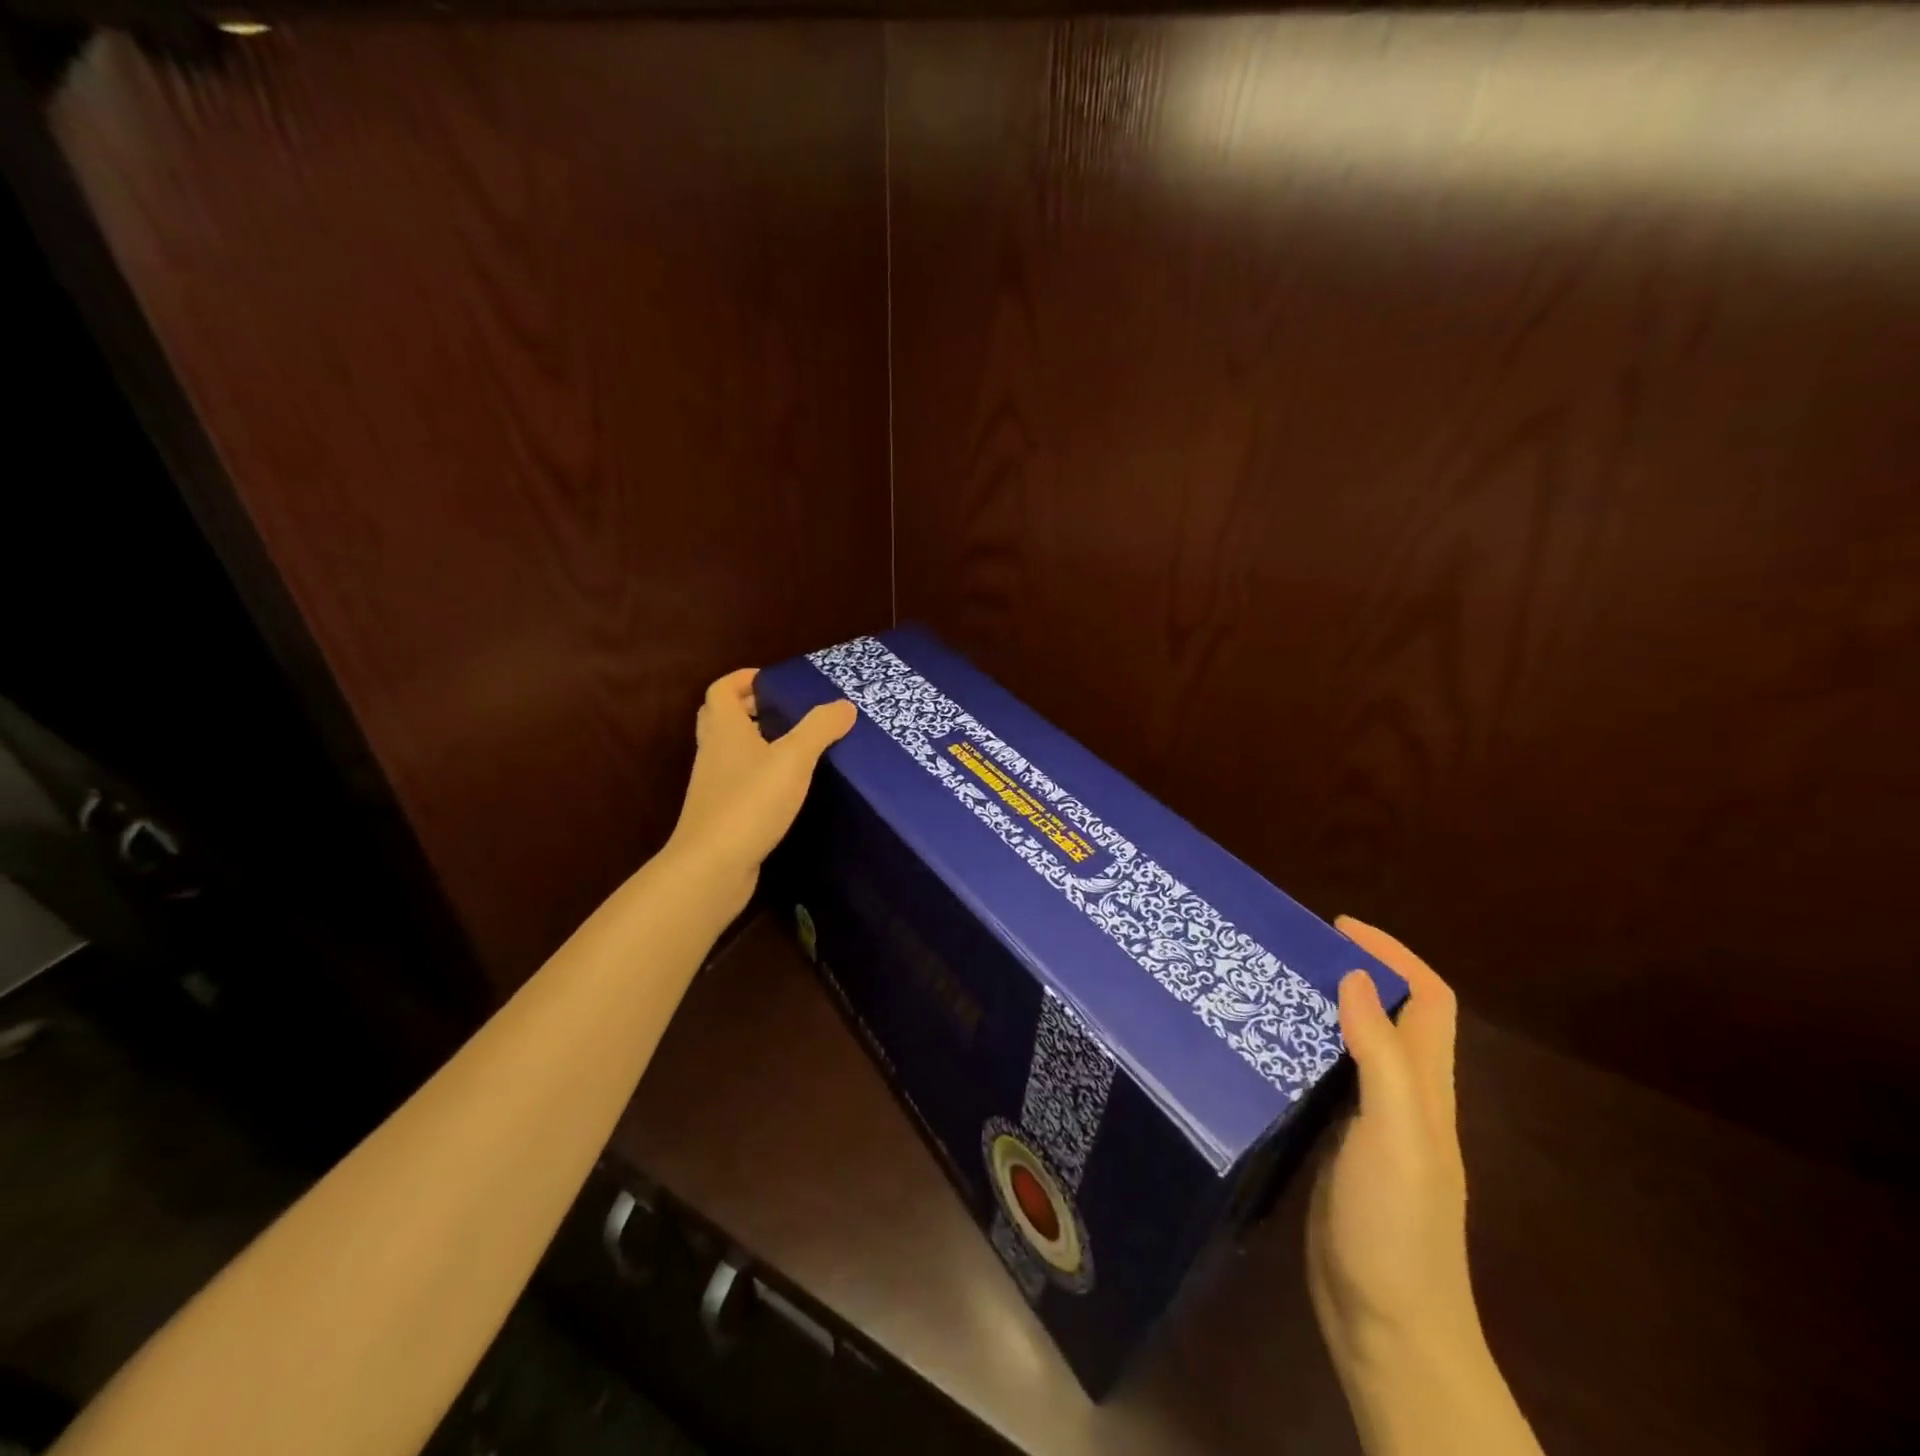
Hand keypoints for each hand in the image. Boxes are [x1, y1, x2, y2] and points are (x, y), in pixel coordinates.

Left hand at [665, 669, 855, 916]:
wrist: (712, 866)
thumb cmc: (750, 801)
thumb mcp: (793, 759)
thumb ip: (820, 728)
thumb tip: (844, 704)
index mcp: (724, 729)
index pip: (721, 689)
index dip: (743, 679)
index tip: (772, 680)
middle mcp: (713, 752)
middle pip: (721, 718)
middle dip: (749, 709)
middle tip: (784, 710)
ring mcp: (713, 785)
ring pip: (730, 752)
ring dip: (755, 743)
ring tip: (794, 746)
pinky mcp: (721, 814)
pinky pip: (738, 782)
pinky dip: (758, 775)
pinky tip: (786, 787)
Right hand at [1307, 916, 1474, 1369]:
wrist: (1385, 1325)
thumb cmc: (1397, 1226)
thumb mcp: (1397, 1134)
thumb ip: (1381, 1056)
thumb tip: (1356, 977)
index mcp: (1425, 1088)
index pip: (1428, 1000)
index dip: (1393, 955)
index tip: (1338, 926)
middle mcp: (1401, 1096)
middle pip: (1388, 1014)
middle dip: (1350, 971)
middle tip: (1288, 949)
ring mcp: (1366, 1123)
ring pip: (1351, 1043)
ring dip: (1320, 1007)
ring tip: (1266, 982)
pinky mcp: (1333, 1145)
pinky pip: (1321, 1078)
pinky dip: (1298, 1049)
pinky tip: (1258, 1045)